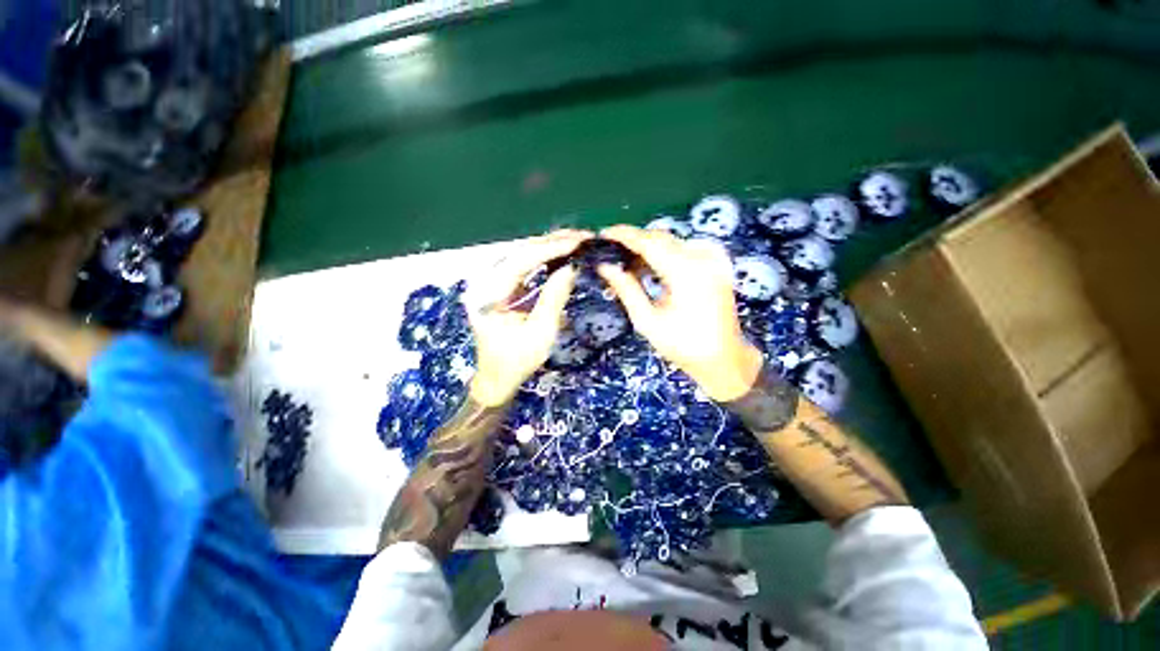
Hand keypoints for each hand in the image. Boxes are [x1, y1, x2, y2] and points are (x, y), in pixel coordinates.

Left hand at [464, 230, 592, 406]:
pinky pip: (524, 267)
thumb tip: (572, 267)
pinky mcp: (502, 288)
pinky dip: (544, 259)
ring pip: (523, 256)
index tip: (577, 242)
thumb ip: (554, 298)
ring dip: (549, 247)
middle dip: (552, 243)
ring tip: (576, 240)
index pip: (520, 261)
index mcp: (488, 294)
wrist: (498, 378)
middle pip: (520, 253)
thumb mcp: (540, 332)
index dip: (550, 249)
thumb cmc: (517, 361)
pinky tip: (561, 253)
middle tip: (581, 236)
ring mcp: (493, 284)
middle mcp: (486, 282)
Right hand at [597, 225, 762, 401]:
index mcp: (686, 272)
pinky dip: (666, 253)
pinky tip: (654, 267)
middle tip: (612, 252)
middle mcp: (702, 257)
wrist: (724, 358)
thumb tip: (605, 267)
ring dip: (649, 248)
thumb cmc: (682, 345)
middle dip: (635, 241)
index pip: (649, 242)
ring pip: (673, 241)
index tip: (603, 234)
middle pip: (661, 237)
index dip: (624, 235)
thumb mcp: (647, 320)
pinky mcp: (717, 264)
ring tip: (629, 263)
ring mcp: (713, 258)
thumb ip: (626, 289)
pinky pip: (685, 247)